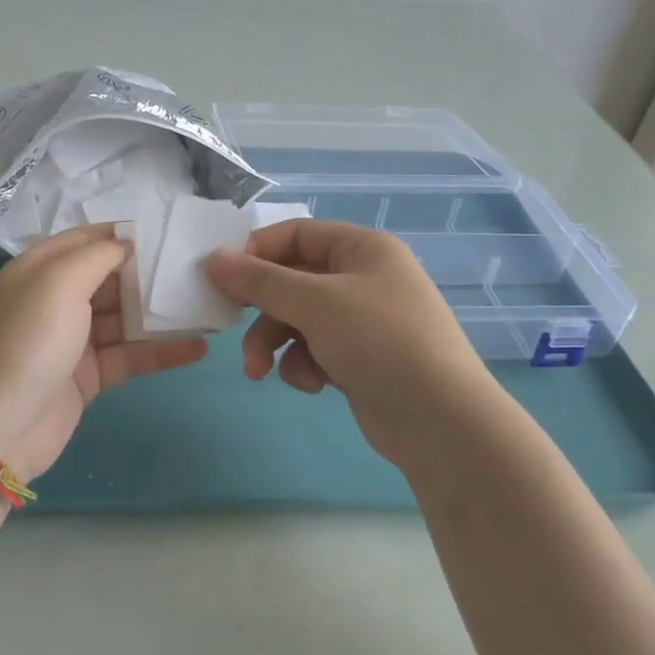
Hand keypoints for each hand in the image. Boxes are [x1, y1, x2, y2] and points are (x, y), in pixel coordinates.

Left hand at [0, 224, 208, 480]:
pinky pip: (130, 356)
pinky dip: (161, 352)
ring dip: (162, 315)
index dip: (125, 235)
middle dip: (151, 274)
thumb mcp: (57, 283)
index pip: (88, 240)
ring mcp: (73, 340)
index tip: (170, 233)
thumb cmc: (27, 343)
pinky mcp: (88, 377)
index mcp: (41, 270)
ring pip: (125, 319)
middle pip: (111, 278)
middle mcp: (56, 299)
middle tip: (200, 271)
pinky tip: (198, 348)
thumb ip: (96, 256)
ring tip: (209, 307)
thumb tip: (127, 243)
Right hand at [204, 219, 499, 466]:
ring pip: (297, 319)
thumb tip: (213, 258)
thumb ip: (260, 280)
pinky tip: (314, 385)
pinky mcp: (359, 358)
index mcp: (362, 248)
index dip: (257, 252)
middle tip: (233, 331)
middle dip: (263, 311)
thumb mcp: (315, 303)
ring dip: (275, 343)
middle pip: (292, 280)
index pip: (296, 234)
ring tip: (261, 371)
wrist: (441, 421)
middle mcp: (363, 278)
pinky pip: (314, 350)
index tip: (222, 277)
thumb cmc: (380, 341)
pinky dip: (305, 366)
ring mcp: (362, 320)